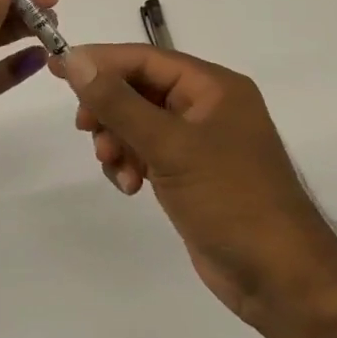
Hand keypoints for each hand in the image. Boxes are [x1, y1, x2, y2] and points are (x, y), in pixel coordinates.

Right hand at [50, 44, 336, 326]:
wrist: (280, 278)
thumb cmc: (230, 199)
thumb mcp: (169, 145)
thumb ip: (118, 102)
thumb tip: (73, 59)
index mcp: (213, 87)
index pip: (144, 58)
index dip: (99, 61)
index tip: (56, 68)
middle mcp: (207, 107)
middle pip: (139, 90)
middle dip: (109, 110)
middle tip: (86, 130)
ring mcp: (200, 142)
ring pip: (138, 123)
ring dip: (117, 141)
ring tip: (115, 168)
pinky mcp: (191, 173)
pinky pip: (147, 152)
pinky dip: (130, 163)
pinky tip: (128, 186)